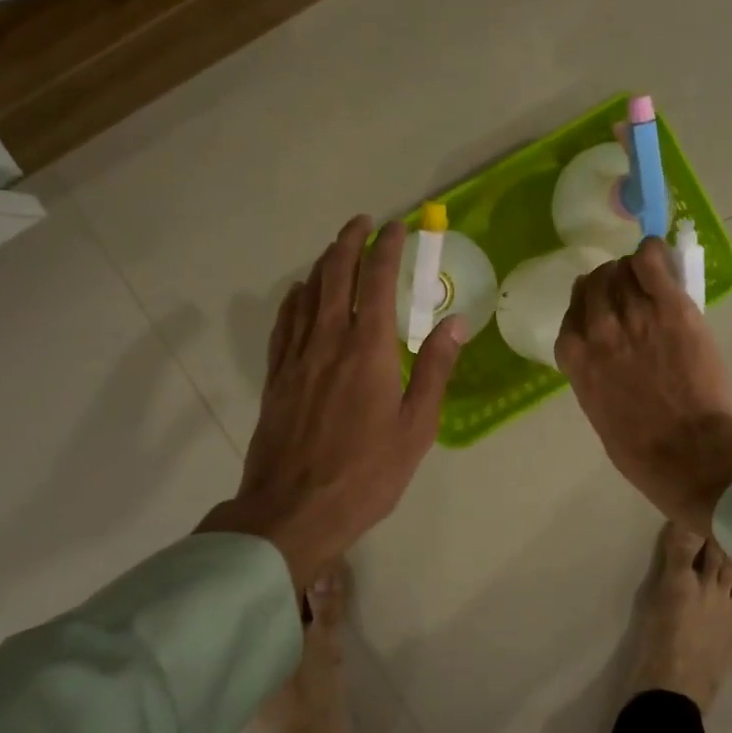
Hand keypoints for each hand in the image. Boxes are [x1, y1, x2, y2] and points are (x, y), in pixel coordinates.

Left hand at [200, 216, 465, 591]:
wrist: (294, 510)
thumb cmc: (367, 473)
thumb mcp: (416, 426)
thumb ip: (435, 369)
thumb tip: (455, 321)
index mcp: (368, 349)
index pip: (377, 280)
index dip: (387, 247)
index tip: (396, 227)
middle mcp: (329, 340)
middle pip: (335, 274)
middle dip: (349, 241)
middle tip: (363, 223)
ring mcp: (297, 356)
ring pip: (307, 292)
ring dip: (323, 262)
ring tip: (336, 248)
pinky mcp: (277, 376)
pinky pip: (284, 322)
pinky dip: (295, 297)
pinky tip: (301, 293)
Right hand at [556, 237, 731, 534]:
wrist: (686, 451)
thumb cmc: (640, 448)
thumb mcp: (598, 410)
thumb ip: (595, 375)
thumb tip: (607, 359)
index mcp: (575, 357)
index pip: (573, 311)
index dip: (588, 305)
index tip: (602, 308)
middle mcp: (598, 329)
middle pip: (596, 283)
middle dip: (611, 283)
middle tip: (631, 290)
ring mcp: (634, 314)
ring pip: (623, 269)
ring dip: (633, 271)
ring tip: (650, 279)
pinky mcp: (670, 307)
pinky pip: (652, 261)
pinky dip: (652, 254)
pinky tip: (657, 258)